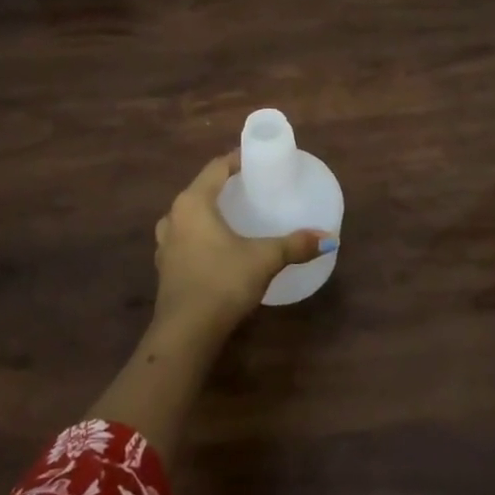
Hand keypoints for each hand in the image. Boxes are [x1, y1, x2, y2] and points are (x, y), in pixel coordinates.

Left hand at [152, 153, 333, 337]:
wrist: (185, 335)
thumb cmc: (222, 282)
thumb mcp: (264, 259)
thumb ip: (295, 245)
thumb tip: (329, 238)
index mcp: (193, 203)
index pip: (216, 168)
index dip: (236, 160)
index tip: (257, 160)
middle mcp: (174, 217)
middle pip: (201, 190)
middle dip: (224, 186)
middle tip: (251, 187)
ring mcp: (166, 244)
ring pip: (189, 216)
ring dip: (209, 211)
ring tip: (234, 215)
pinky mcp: (166, 269)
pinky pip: (185, 239)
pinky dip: (201, 235)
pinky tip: (219, 247)